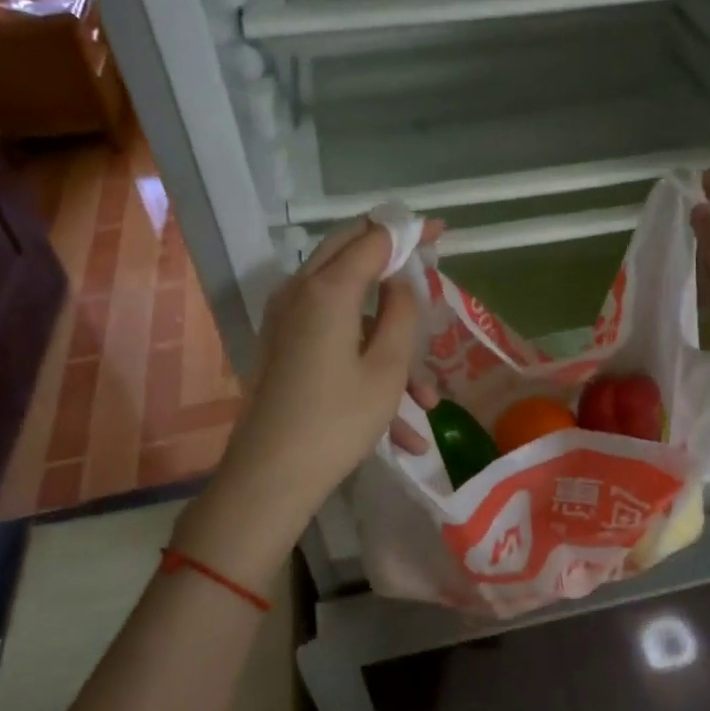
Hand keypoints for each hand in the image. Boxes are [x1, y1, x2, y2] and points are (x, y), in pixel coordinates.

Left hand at [212, 219, 434, 531]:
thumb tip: (398, 283)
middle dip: (393, 258)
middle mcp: (300, 293)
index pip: (374, 238)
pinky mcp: (284, 348)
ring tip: (424, 401)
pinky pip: (332, 339)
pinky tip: (400, 431)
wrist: (270, 478)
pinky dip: (365, 366)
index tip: (440, 233)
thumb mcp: (387, 368)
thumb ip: (401, 314)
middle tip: (427, 263)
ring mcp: (286, 321)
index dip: (409, 232)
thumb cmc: (337, 421)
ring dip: (387, 341)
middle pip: (350, 253)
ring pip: (347, 307)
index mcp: (328, 289)